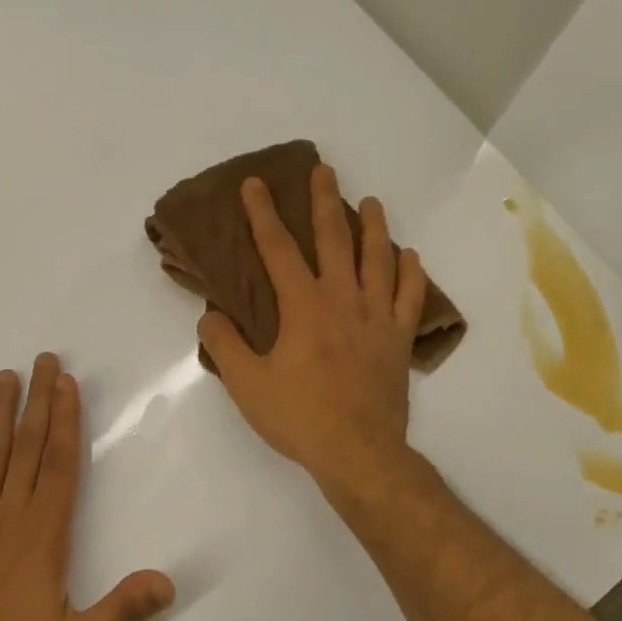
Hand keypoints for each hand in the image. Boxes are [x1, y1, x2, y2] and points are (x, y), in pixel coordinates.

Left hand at [0, 353, 174, 620]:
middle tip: (45, 360)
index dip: (66, 422)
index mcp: (44, 535)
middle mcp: (8, 518)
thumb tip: (169, 582)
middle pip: (28, 450)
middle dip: (39, 403)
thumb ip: (123, 610)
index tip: (67, 384)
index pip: (61, 465)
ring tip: (4, 377)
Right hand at [197, 163, 426, 495]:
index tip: (255, 183)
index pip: (277, 249)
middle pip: (334, 238)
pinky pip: (411, 296)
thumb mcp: (247, 385)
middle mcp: (343, 299)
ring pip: (378, 258)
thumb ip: (225, 345)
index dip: (262, 214)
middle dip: (324, 200)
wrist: (357, 451)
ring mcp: (377, 317)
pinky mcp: (399, 338)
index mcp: (303, 306)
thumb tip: (210, 315)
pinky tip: (409, 256)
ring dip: (373, 226)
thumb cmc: (299, 417)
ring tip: (370, 202)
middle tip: (322, 169)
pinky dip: (411, 272)